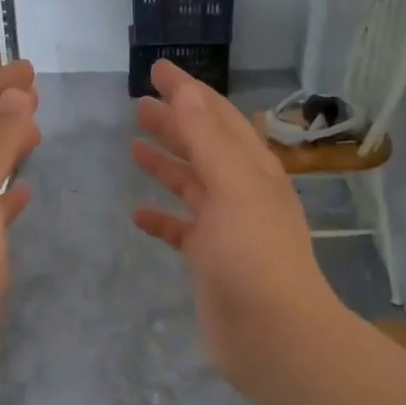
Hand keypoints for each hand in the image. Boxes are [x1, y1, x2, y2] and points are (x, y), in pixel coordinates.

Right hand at [131, 61, 344, 395]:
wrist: (273, 335)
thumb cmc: (255, 256)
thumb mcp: (234, 188)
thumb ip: (208, 140)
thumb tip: (186, 93)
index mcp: (252, 169)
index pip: (217, 117)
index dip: (188, 91)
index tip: (157, 69)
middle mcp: (241, 192)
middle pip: (202, 146)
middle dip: (173, 123)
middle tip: (137, 105)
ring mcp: (225, 228)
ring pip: (190, 185)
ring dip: (165, 164)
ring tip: (132, 147)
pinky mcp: (209, 260)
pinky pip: (180, 230)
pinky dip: (162, 219)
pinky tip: (138, 215)